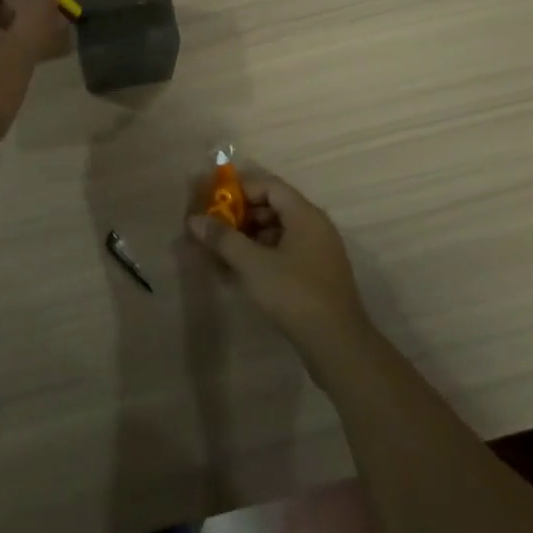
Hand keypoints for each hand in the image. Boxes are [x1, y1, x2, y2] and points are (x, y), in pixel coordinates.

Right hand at [187, 174, 371, 357]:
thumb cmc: (295, 295)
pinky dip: (262, 255)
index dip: (239, 189)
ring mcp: (318, 252)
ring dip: (249, 237)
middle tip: (214, 228)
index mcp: (305, 215)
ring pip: (278, 231)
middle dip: (241, 215)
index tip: (214, 201)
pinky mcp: (317, 275)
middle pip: (273, 207)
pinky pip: (285, 252)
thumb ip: (223, 239)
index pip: (269, 185)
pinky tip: (241, 272)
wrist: (338, 347)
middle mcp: (315, 227)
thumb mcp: (253, 265)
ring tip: (222, 252)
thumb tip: (194, 220)